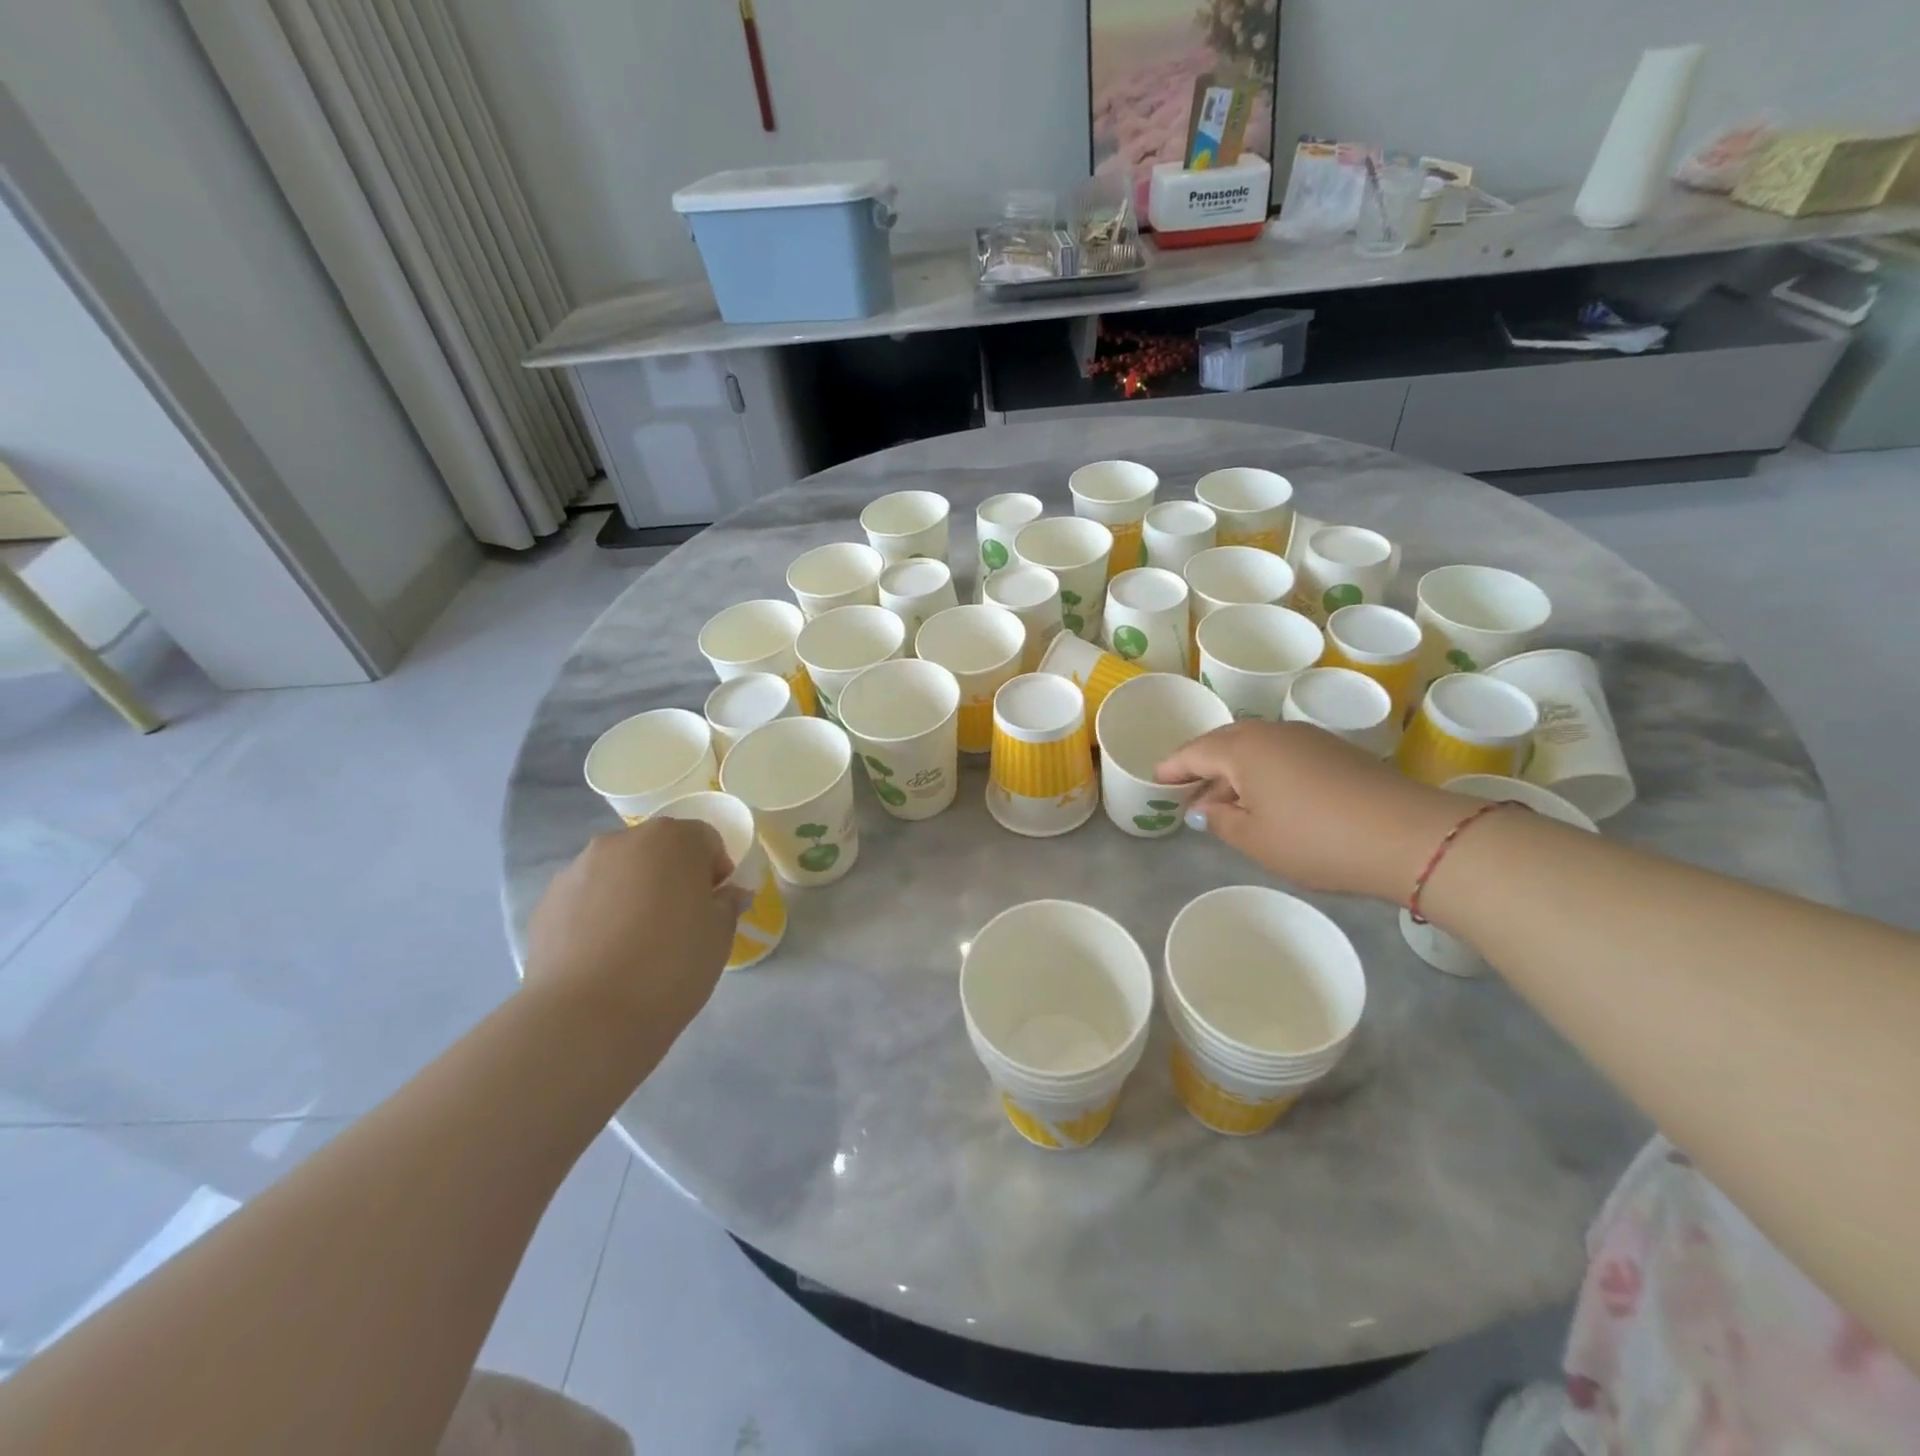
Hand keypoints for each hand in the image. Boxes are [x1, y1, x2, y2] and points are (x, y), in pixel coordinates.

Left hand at [525, 819, 748, 1043]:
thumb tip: (726, 894)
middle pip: (658, 850)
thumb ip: (727, 904)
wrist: (586, 1016)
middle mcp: (622, 841)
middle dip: (672, 877)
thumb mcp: (720, 935)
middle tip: (679, 923)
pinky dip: (598, 915)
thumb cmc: (671, 965)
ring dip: (632, 893)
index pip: (705, 840)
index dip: (716, 871)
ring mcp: (578, 869)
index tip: (715, 907)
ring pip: (619, 872)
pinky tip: (604, 956)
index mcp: (672, 839)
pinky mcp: (546, 902)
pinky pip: (586, 898)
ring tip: (636, 943)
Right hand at [1157, 720, 1466, 901]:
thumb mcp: (1255, 839)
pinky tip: (1267, 799)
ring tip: (1226, 802)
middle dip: (1202, 765)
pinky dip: (1263, 771)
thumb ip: (1220, 820)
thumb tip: (1204, 808)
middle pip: (1224, 742)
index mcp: (1243, 748)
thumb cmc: (1316, 839)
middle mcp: (1272, 732)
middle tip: (1187, 790)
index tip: (1156, 779)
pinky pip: (1281, 753)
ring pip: (1255, 746)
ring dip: (1234, 770)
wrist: (1408, 835)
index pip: (1194, 752)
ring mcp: (1307, 738)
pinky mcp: (1334, 750)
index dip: (1172, 767)